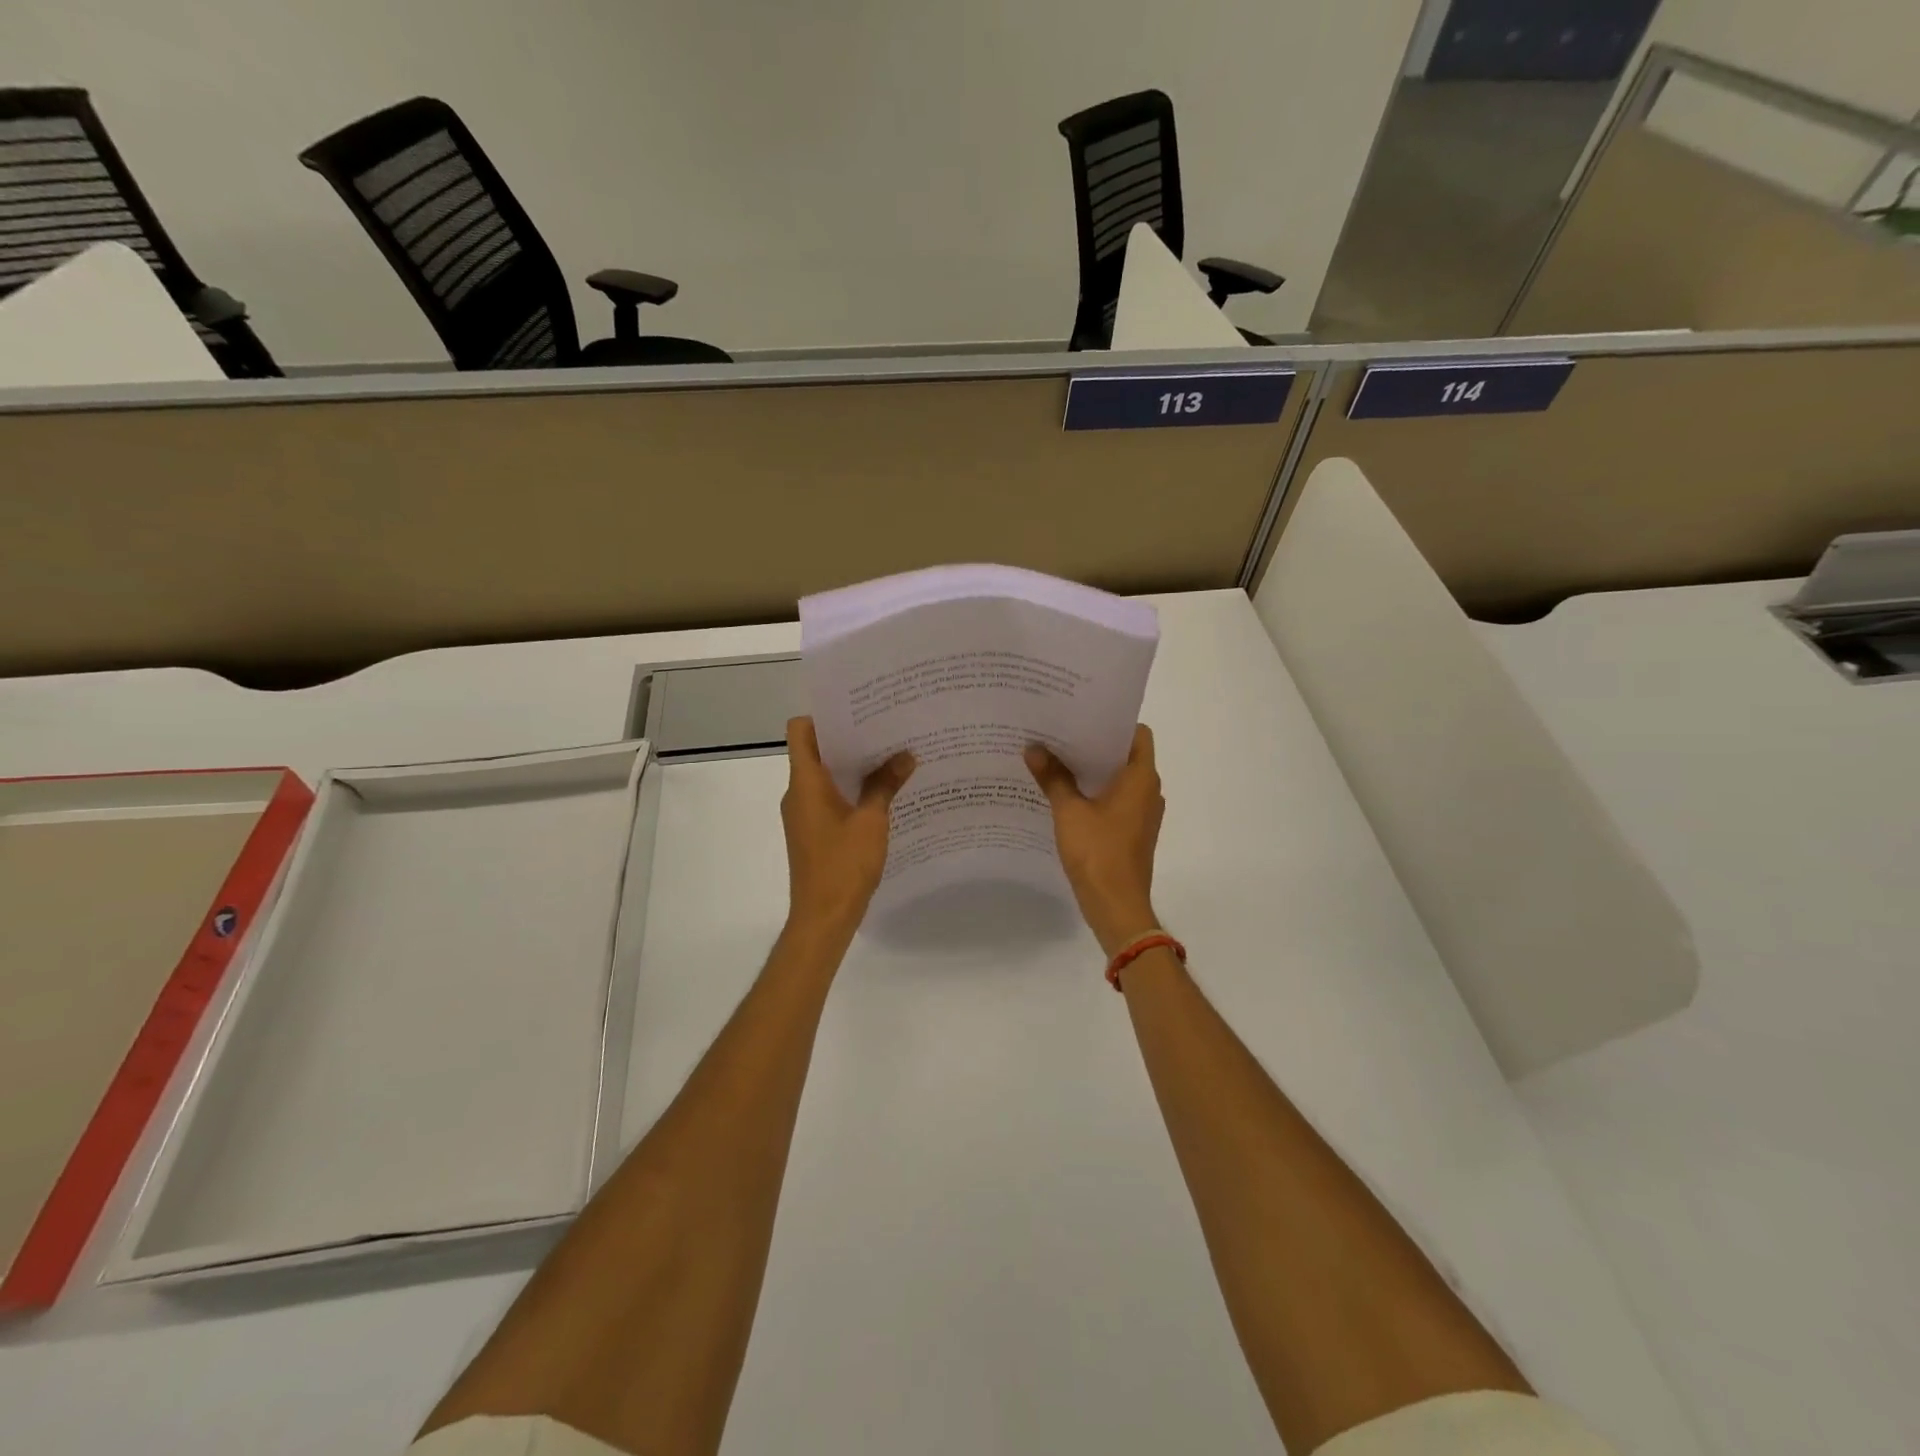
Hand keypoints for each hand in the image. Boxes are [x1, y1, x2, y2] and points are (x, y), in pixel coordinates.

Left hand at [782, 717, 914, 943]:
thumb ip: (886, 784)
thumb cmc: (843, 865)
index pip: (801, 730)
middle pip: (816, 750)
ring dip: (852, 765)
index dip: (824, 715)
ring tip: (891, 755)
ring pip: (825, 775)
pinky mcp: (813, 831)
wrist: (823, 918)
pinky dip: (851, 789)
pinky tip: (882, 792)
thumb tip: (906, 755)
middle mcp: (798, 793)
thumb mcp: (872, 821)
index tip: (858, 710)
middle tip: (886, 728)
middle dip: (849, 738)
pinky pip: (829, 797)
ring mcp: (804, 814)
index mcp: (805, 782)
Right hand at [1025, 724, 1164, 956]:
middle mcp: (1148, 791)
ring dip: (1093, 770)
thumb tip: (1033, 748)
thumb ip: (1053, 777)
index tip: (1082, 715)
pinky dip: (1095, 792)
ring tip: (1057, 759)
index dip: (1112, 722)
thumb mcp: (1069, 811)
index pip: (1137, 733)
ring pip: (1119, 779)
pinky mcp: (1132, 832)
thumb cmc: (1098, 853)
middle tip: (1060, 733)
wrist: (1116, 906)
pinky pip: (1115, 800)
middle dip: (1094, 744)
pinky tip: (1065, 793)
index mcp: (1141, 778)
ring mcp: (1142, 813)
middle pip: (1125, 755)